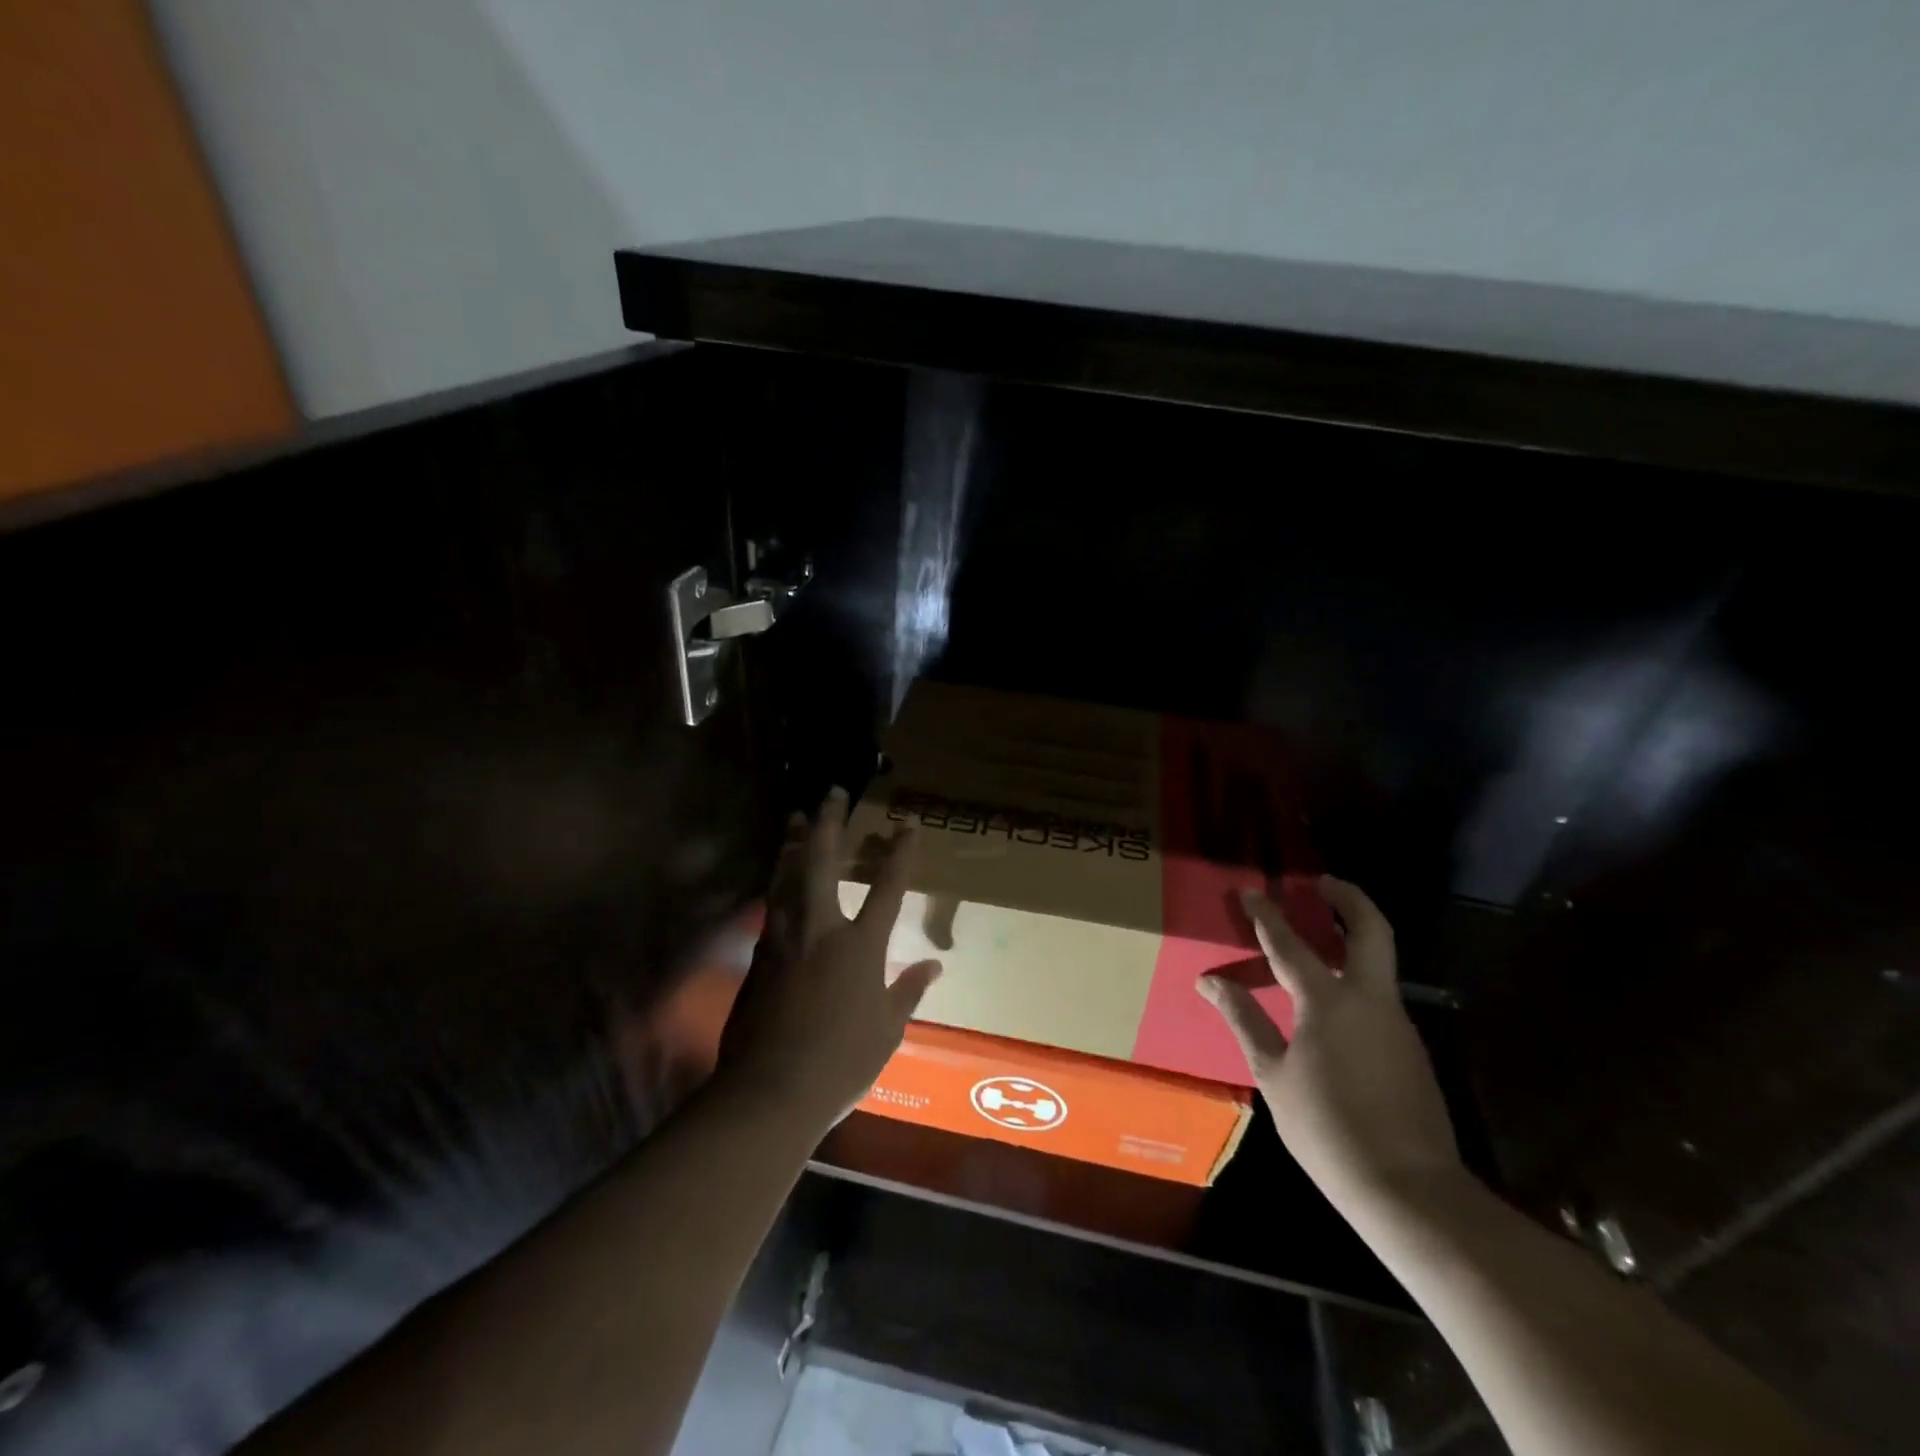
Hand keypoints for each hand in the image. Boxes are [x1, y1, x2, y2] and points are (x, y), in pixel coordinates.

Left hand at [717, 788, 939, 1128]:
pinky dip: (776, 883)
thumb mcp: (888, 1030)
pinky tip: (777, 879)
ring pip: (786, 877)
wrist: (771, 1090)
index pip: (887, 887)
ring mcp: (782, 940)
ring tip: (796, 818)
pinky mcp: (758, 957)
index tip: (908, 825)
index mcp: (859, 945)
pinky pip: (770, 907)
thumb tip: (933, 966)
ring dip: (793, 843)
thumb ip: (908, 991)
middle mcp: (819, 929)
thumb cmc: (842, 1062)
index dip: (900, 853)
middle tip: (832, 792)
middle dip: (829, 823)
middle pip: (822, 862)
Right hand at [1198, 877, 1461, 1210]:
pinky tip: (1330, 1001)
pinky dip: (1354, 978)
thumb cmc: (1328, 1129)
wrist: (1410, 1191)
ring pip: (1378, 963)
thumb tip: (1210, 980)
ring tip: (1317, 937)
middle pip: (1370, 930)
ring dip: (1352, 937)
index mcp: (1329, 1002)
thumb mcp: (1273, 1074)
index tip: (1249, 891)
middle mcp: (1370, 1000)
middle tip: (1321, 883)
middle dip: (1348, 898)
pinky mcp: (1409, 1049)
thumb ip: (1244, 1019)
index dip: (1266, 915)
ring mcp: (1397, 1023)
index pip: (1290, 944)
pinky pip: (1378, 996)